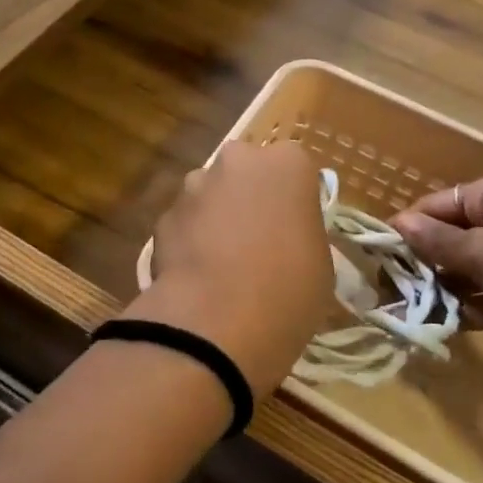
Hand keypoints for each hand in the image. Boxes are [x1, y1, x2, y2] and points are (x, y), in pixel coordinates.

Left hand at [138, 140, 332, 398]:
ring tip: (224, 264)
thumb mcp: (319, 262)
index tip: (294, 229)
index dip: (293, 199)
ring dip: (216, 217)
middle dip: (248, 198)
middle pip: (246, 172)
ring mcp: (194, 186)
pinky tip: (198, 277)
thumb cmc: (287, 290)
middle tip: (258, 241)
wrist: (215, 322)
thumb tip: (284, 235)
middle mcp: (237, 160)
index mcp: (286, 163)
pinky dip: (190, 241)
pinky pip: (185, 224)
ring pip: (210, 195)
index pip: (295, 168)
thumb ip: (301, 232)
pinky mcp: (163, 216)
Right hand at [390, 170, 482, 383]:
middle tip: (386, 294)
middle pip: (449, 240)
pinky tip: (440, 327)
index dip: (406, 231)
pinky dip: (466, 311)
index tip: (376, 260)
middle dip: (419, 266)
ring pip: (466, 273)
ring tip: (406, 315)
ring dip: (439, 292)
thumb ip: (436, 243)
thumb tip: (397, 222)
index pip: (434, 206)